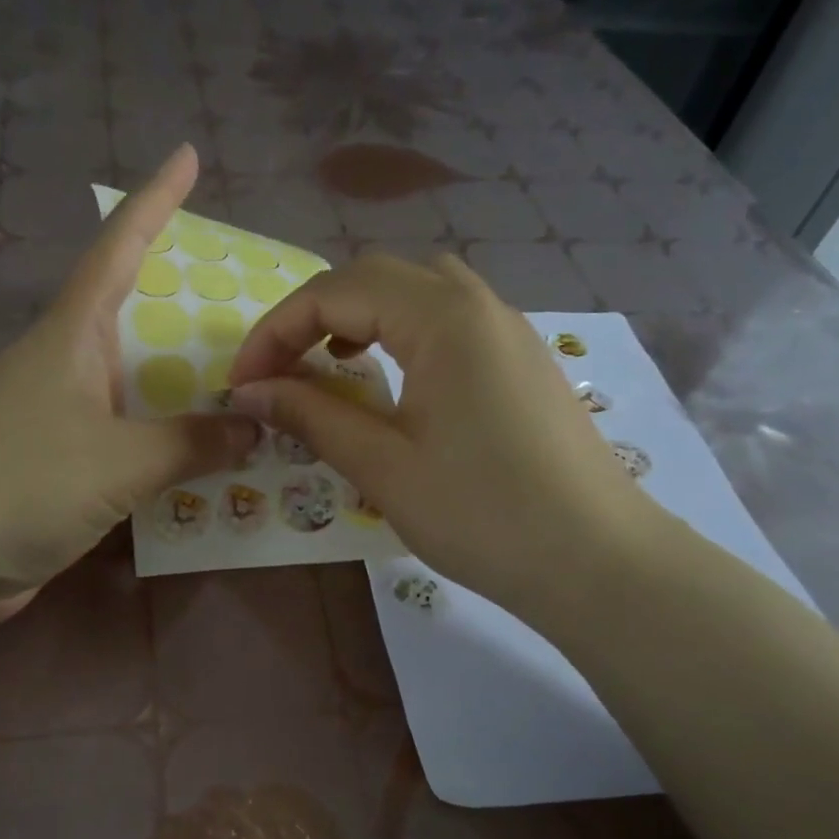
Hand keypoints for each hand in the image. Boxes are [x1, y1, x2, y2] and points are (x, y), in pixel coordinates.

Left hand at [0, 145, 255, 620]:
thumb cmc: (21, 483)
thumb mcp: (120, 460)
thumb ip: (193, 442)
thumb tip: (254, 428)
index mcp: (71, 336)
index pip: (119, 247)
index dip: (155, 200)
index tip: (186, 155)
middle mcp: (65, 366)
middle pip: (135, 318)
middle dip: (188, 307)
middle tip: (251, 306)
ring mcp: (58, 417)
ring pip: (135, 386)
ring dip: (184, 387)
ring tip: (247, 385)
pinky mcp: (58, 466)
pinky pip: (127, 440)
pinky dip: (165, 443)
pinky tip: (204, 458)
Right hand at [226, 252, 658, 616]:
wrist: (596, 562)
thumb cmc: (482, 514)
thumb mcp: (383, 466)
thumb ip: (312, 415)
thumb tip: (248, 391)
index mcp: (443, 316)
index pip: (335, 291)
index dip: (275, 331)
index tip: (241, 382)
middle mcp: (478, 303)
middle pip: (375, 276)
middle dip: (312, 315)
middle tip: (277, 371)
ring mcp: (507, 329)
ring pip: (416, 291)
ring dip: (359, 315)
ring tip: (328, 362)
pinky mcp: (521, 360)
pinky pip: (448, 320)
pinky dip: (401, 332)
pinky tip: (390, 378)